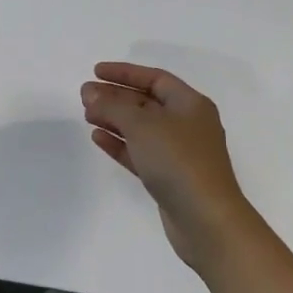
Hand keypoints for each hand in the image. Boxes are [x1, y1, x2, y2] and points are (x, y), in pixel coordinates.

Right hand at [82, 62, 257, 271]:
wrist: (207, 220)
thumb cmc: (178, 161)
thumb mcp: (142, 125)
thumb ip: (112, 105)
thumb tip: (90, 92)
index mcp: (190, 104)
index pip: (155, 78)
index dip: (124, 73)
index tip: (96, 71)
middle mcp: (187, 124)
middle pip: (146, 102)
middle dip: (115, 97)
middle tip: (84, 95)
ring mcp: (178, 153)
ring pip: (141, 128)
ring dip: (114, 119)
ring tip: (87, 115)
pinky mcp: (168, 177)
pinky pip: (139, 152)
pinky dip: (119, 143)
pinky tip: (97, 137)